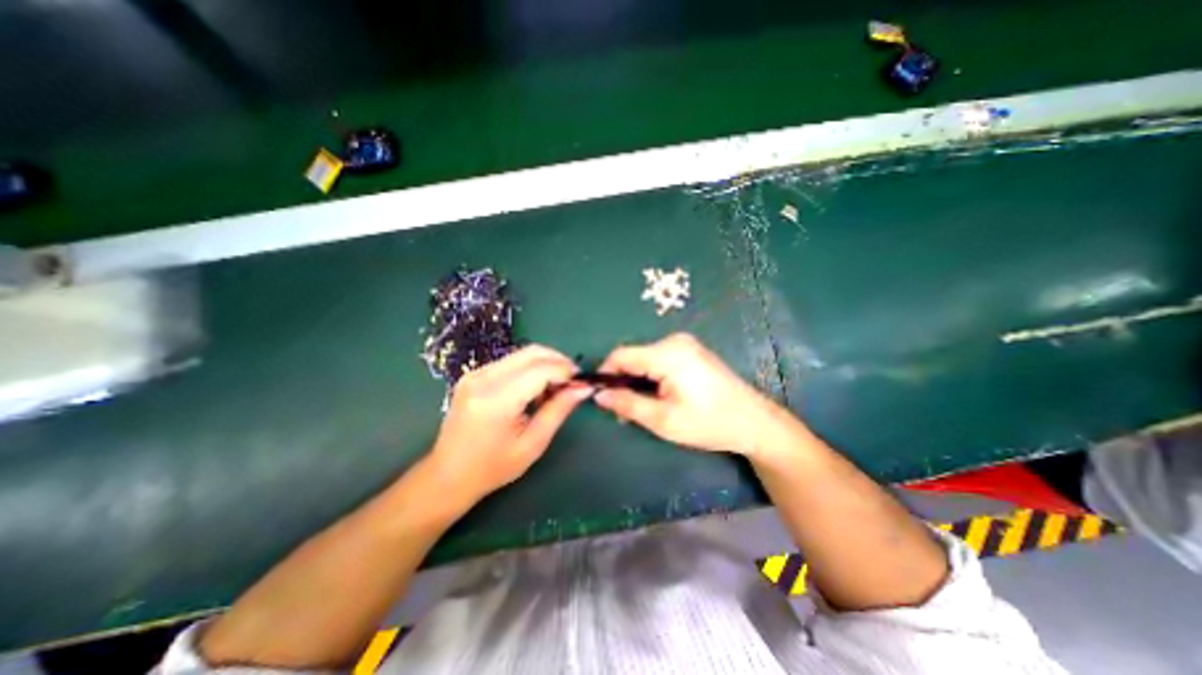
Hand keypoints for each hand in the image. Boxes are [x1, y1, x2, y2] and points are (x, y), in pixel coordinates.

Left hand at [431, 349, 589, 500]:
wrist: (447, 475)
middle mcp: (483, 378)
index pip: (541, 369)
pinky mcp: (473, 374)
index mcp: (497, 399)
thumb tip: (584, 388)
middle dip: (558, 361)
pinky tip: (534, 389)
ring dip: (544, 364)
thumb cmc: (493, 467)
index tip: (582, 382)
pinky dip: (529, 369)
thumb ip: (559, 410)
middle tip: (572, 382)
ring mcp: (475, 373)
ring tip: (554, 389)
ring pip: (522, 354)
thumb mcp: (533, 443)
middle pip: (532, 352)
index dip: (566, 371)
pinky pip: (511, 361)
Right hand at [592, 332, 784, 454]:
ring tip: (642, 409)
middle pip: (633, 357)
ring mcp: (684, 344)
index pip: (621, 355)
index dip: (605, 374)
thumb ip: (627, 404)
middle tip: (624, 412)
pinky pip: (659, 360)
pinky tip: (658, 397)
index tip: (600, 397)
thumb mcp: (663, 419)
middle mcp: (674, 341)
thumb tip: (599, 395)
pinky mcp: (690, 351)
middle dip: (623, 382)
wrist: (754, 422)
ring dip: (637, 382)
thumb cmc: (709, 423)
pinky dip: (651, 378)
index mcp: (667, 353)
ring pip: (645, 360)